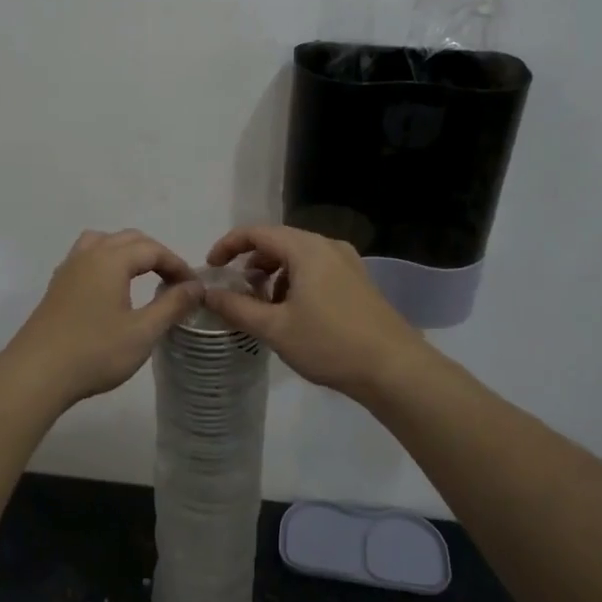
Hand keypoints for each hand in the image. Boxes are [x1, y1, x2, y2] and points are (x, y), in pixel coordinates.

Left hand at [4, 230, 204, 408]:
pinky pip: (86, 259)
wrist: (36, 374)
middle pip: (128, 239)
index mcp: (111, 260)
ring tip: (141, 277)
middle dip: (154, 254)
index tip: (193, 287)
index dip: (176, 264)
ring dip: (126, 253)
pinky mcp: (56, 287)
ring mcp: (68, 269)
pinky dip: (106, 263)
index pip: (152, 249)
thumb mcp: (143, 332)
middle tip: (173, 281)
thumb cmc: (95, 352)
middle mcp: (88, 255)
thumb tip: (195, 286)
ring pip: (102, 243)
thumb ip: (172, 305)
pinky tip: (111, 290)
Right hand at [202, 225, 425, 402]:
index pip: (257, 232)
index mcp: (306, 249)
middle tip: (235, 289)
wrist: (394, 368)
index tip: (211, 268)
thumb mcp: (275, 328)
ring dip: (274, 274)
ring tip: (263, 306)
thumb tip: (207, 294)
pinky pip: (317, 270)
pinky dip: (295, 282)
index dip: (228, 245)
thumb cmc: (330, 344)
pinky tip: (293, 313)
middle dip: (251, 262)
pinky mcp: (358, 282)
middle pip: (278, 242)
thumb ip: (237, 307)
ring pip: (298, 257)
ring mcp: (347, 263)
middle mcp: (328, 246)